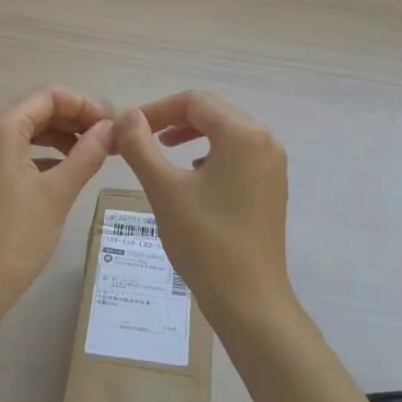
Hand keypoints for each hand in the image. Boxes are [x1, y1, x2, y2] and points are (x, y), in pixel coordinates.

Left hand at [0, 87, 114, 301]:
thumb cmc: (15, 237)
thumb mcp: (58, 192)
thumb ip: (87, 153)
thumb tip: (110, 129)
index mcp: (0, 127)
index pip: (49, 96)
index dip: (84, 105)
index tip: (112, 126)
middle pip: (35, 110)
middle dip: (73, 120)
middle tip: (108, 141)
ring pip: (25, 131)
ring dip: (59, 138)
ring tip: (92, 155)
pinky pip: (13, 152)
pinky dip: (41, 155)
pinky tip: (64, 172)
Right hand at [115, 90, 292, 319]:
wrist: (249, 299)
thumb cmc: (204, 240)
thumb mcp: (163, 188)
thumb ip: (141, 145)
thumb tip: (127, 115)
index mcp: (243, 134)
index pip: (194, 101)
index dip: (157, 109)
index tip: (129, 128)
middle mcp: (265, 141)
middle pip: (213, 112)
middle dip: (174, 120)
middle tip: (141, 138)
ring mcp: (273, 165)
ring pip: (226, 133)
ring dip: (192, 136)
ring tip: (162, 153)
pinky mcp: (272, 187)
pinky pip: (238, 156)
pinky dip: (211, 155)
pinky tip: (193, 178)